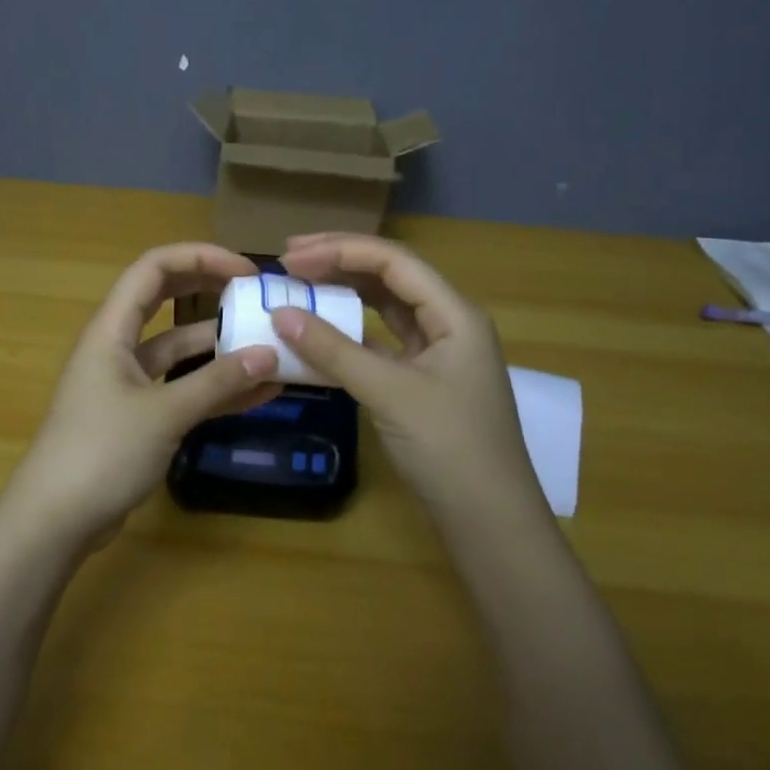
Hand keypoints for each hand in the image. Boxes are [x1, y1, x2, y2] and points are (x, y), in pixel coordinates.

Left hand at [3, 243, 281, 544]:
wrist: (55, 520)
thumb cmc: (101, 452)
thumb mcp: (164, 414)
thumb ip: (217, 383)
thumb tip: (270, 354)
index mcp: (111, 329)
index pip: (153, 269)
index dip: (199, 258)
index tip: (246, 271)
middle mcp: (117, 346)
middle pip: (166, 300)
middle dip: (211, 292)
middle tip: (258, 296)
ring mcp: (127, 382)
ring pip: (178, 349)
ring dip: (220, 346)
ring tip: (271, 347)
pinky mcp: (137, 416)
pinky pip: (181, 388)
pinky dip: (214, 387)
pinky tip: (258, 392)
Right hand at [273, 233, 543, 515]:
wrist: (489, 519)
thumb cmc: (450, 447)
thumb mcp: (389, 393)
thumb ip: (333, 351)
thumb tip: (280, 315)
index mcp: (454, 313)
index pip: (392, 262)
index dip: (340, 250)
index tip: (291, 257)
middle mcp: (448, 322)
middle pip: (389, 277)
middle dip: (339, 263)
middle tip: (288, 261)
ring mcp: (435, 352)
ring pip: (384, 308)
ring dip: (343, 295)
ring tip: (299, 287)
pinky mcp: (420, 379)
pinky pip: (379, 341)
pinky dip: (348, 333)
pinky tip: (318, 334)